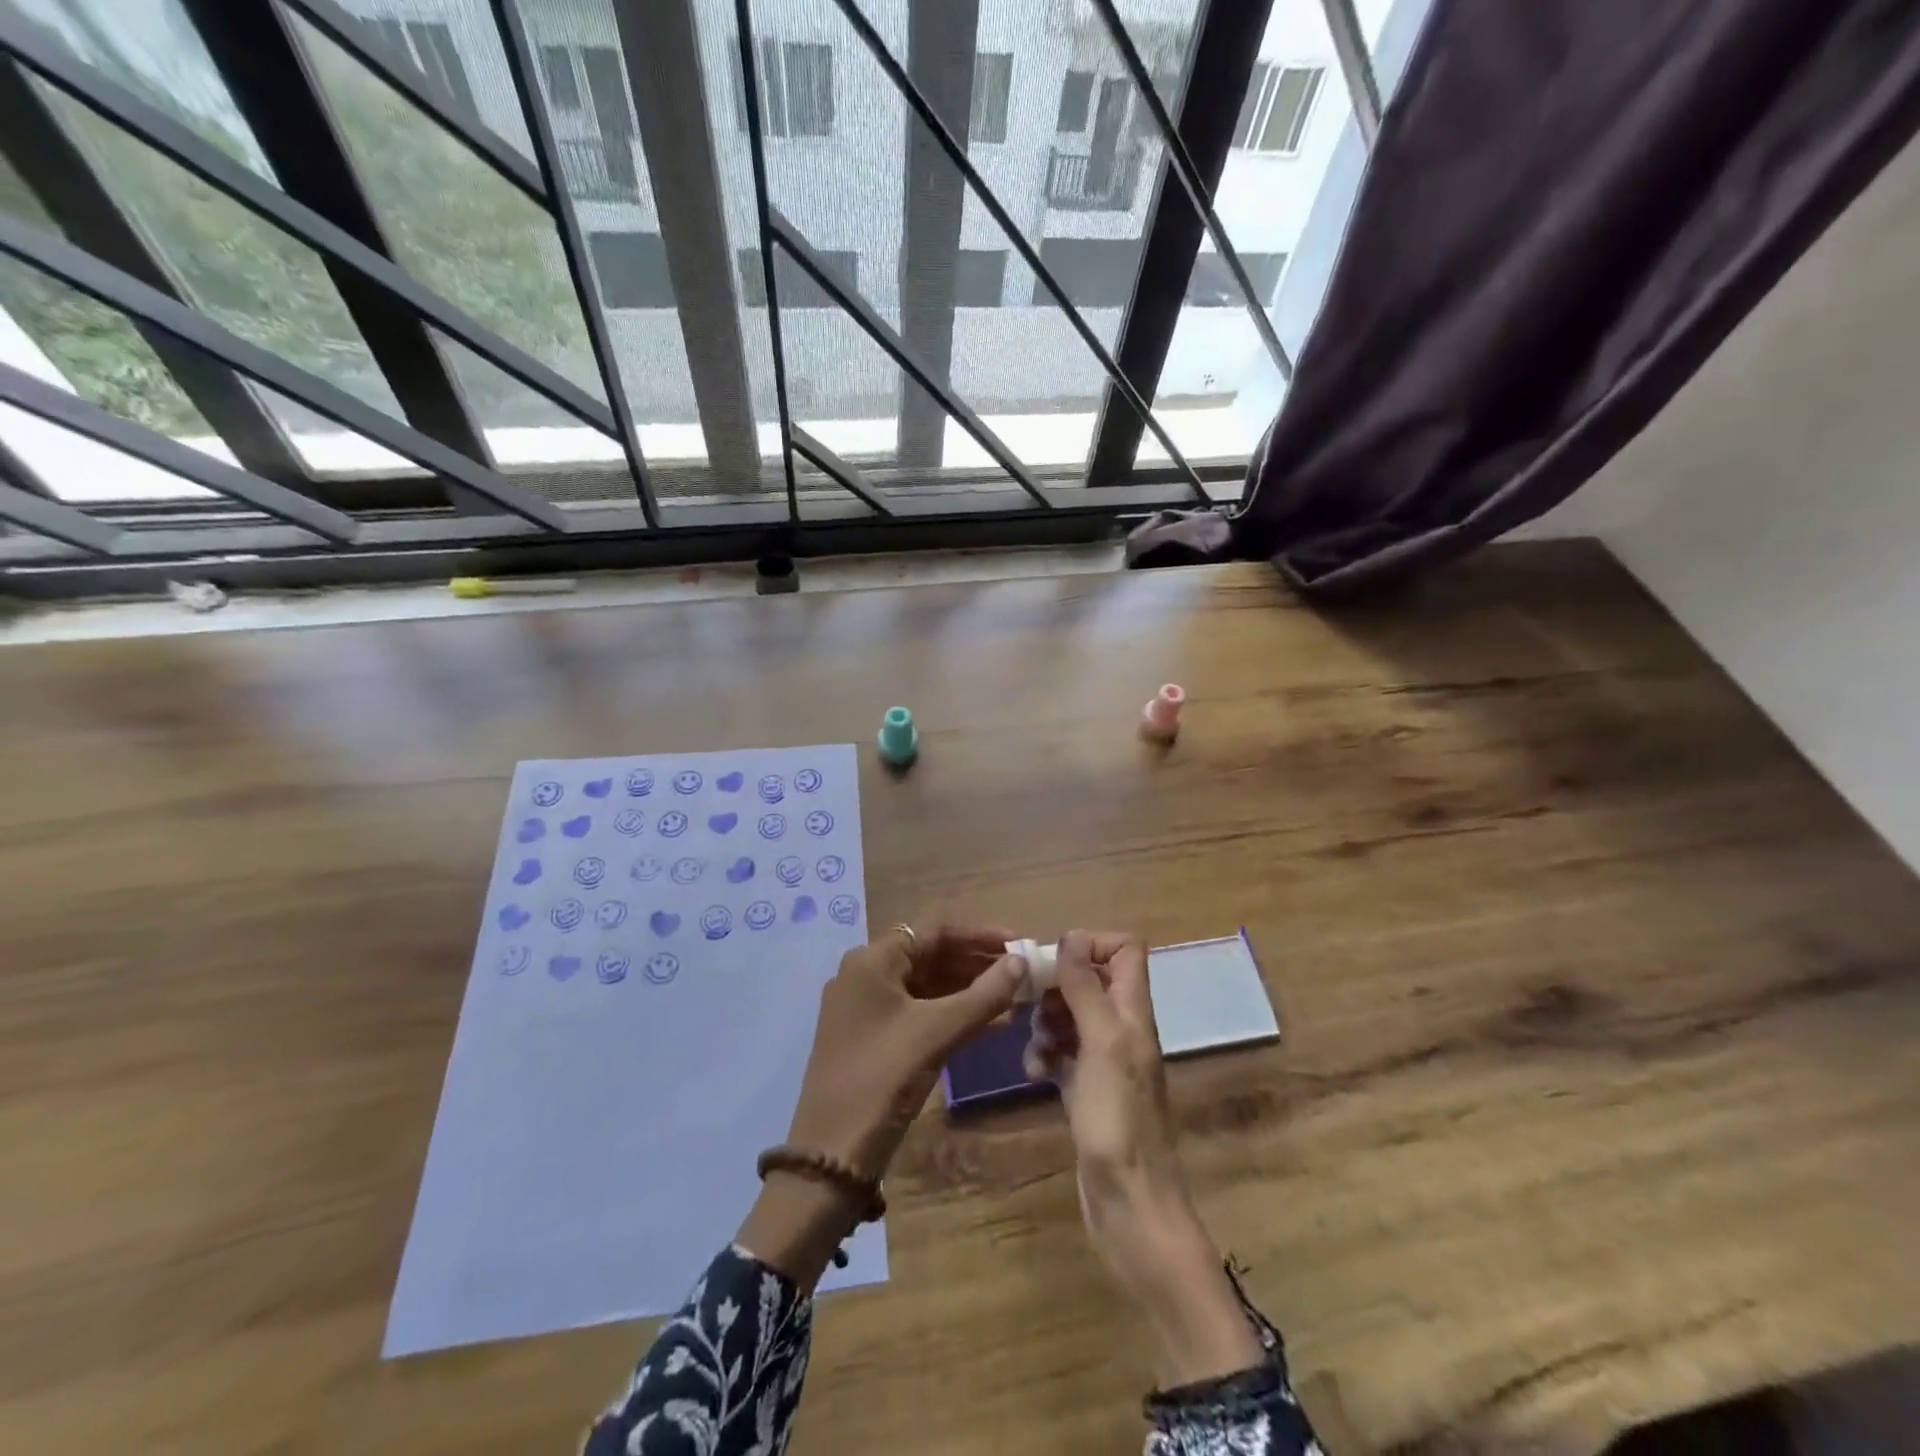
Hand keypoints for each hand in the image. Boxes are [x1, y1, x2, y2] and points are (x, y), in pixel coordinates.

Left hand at [739, 925, 1022, 1287]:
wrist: (832, 1155)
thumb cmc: (883, 1077)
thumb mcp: (937, 1032)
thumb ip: (983, 995)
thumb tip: (1021, 960)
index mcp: (872, 960)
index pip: (934, 931)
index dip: (980, 935)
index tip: (1019, 942)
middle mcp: (865, 975)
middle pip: (930, 955)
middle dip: (977, 962)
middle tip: (1022, 972)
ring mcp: (867, 1009)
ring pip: (927, 986)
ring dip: (969, 990)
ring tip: (1015, 996)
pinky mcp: (873, 1039)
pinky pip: (919, 1012)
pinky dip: (952, 1014)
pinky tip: (991, 1023)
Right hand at [1024, 929, 1262, 1386]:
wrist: (1129, 1205)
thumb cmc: (1118, 1119)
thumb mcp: (1102, 1044)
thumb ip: (1086, 989)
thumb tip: (1069, 939)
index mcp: (1133, 1011)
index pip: (1125, 949)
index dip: (1092, 943)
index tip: (1055, 960)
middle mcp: (1122, 1028)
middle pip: (1090, 980)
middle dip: (1056, 986)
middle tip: (1030, 1003)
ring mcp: (1105, 1060)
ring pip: (1071, 1016)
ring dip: (1046, 1023)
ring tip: (1034, 1048)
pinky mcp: (1087, 1089)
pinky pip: (1062, 1053)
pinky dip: (1045, 1055)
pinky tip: (1034, 1074)